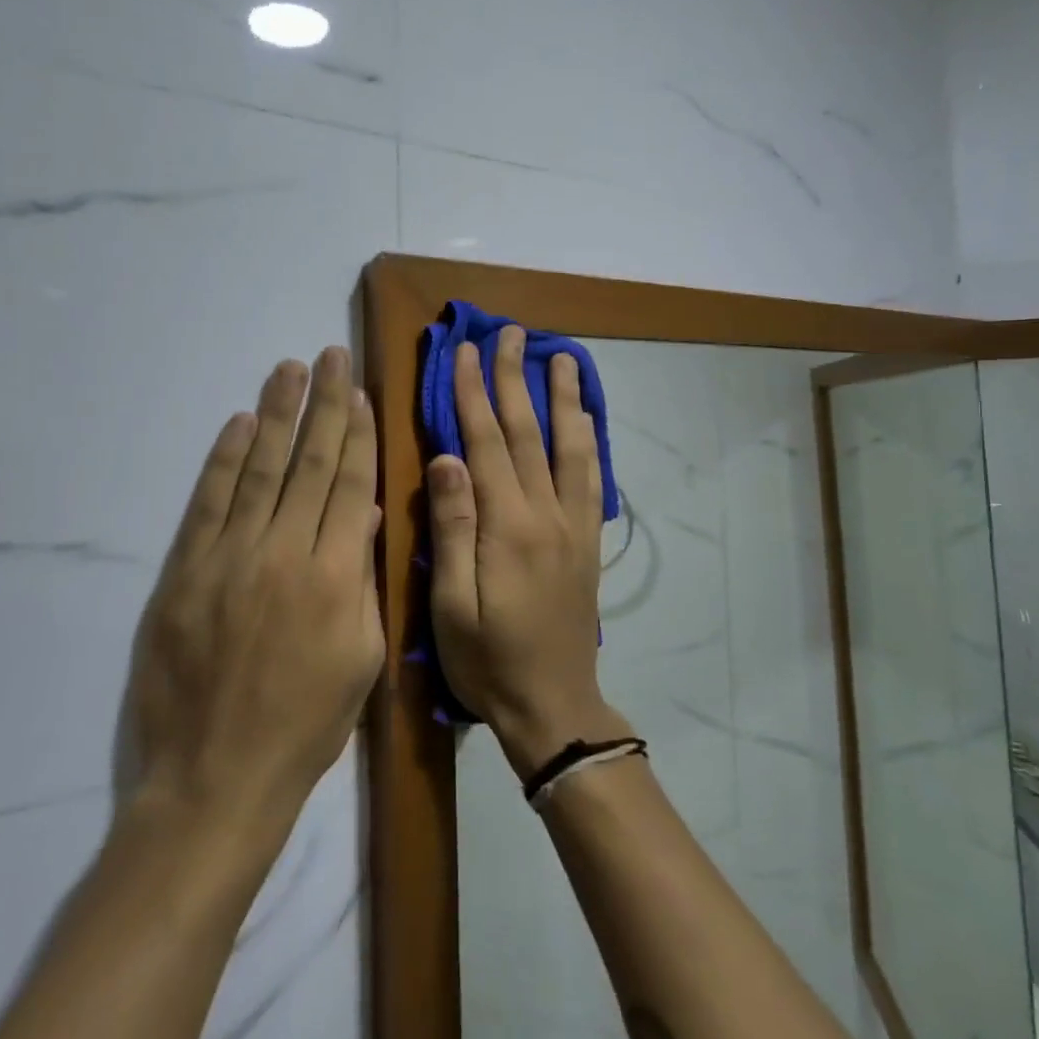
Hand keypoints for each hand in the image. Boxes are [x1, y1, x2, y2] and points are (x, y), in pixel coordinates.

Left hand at [125, 346, 382, 828]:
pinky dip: (223, 459)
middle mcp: (284, 554)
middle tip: (329, 356)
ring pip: (259, 469)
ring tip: (288, 369)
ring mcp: (229, 559)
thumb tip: (365, 516)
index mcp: (335, 577)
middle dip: (323, 405)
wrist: (215, 780)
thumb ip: (363, 581)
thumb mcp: (361, 659)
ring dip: (275, 414)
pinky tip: (239, 423)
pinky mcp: (184, 572)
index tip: (359, 392)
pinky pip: (208, 503)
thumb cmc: (305, 726)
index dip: (356, 435)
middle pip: (308, 464)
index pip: (349, 485)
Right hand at [427, 328, 627, 777]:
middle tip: (511, 333)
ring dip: (563, 398)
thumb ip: (452, 528)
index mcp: (507, 527)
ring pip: (570, 446)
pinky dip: (589, 438)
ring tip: (561, 357)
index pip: (485, 443)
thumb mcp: (451, 606)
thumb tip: (446, 458)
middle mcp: (547, 514)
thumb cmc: (488, 661)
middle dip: (515, 379)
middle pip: (528, 433)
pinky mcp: (588, 540)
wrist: (554, 705)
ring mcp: (574, 525)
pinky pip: (592, 476)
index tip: (465, 353)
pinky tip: (585, 417)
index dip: (472, 394)